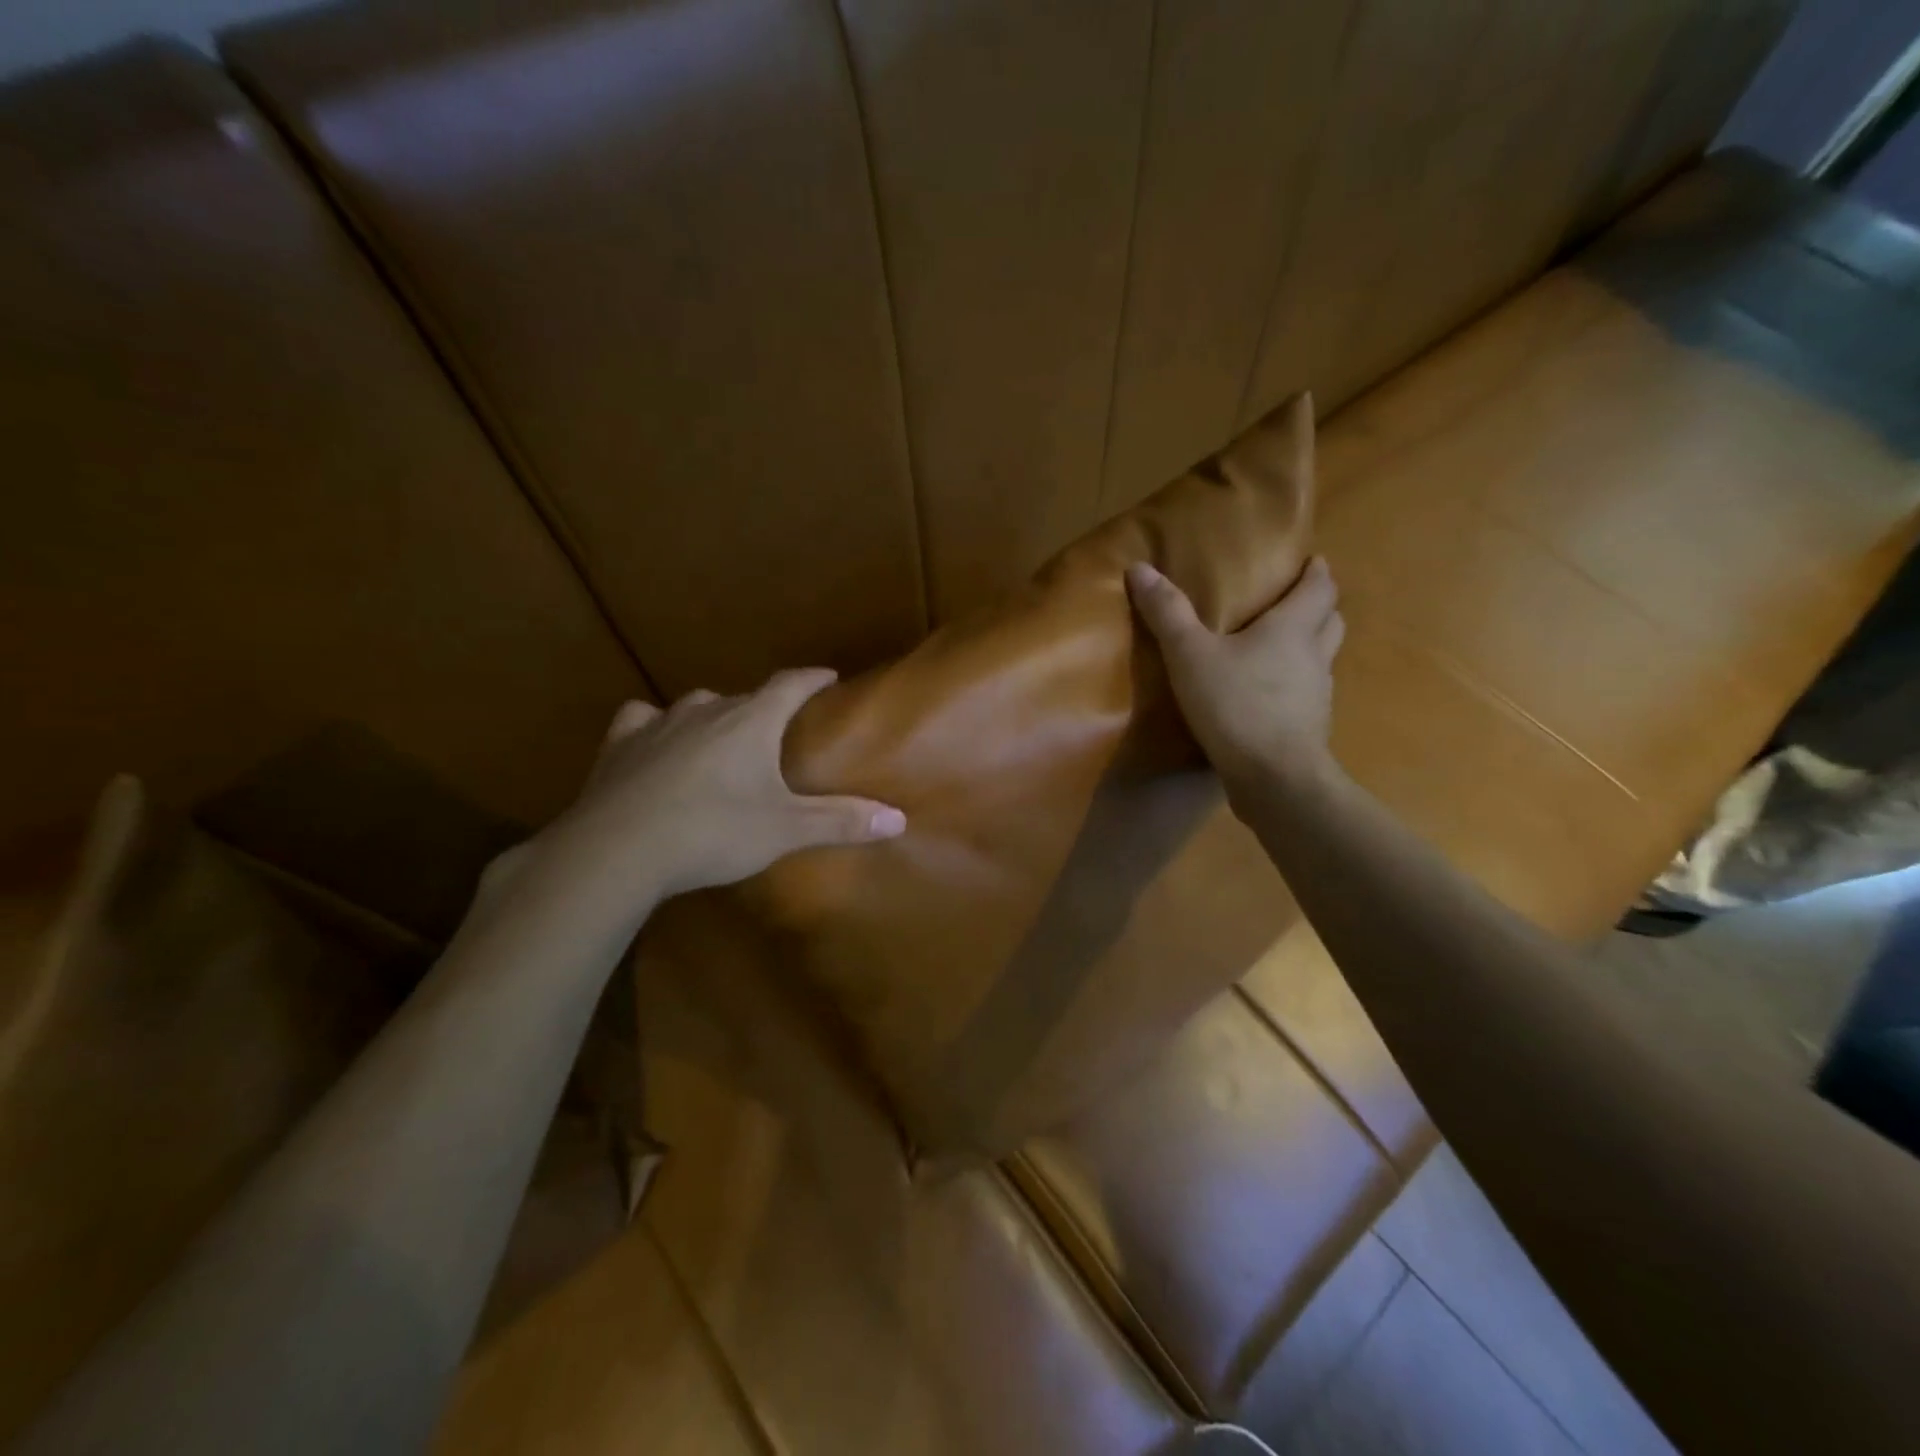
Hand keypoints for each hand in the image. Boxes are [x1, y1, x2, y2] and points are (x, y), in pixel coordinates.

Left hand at [516, 669, 904, 918]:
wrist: (617, 849)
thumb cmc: (713, 832)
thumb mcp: (785, 830)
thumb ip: (841, 821)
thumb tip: (899, 818)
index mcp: (751, 721)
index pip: (791, 684)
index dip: (812, 678)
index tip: (828, 676)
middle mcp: (706, 710)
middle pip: (745, 697)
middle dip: (765, 708)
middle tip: (777, 731)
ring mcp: (658, 724)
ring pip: (695, 705)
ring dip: (714, 716)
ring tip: (721, 738)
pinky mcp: (618, 745)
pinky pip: (641, 720)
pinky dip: (653, 725)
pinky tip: (653, 740)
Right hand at [1126, 555, 1344, 797]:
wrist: (1274, 778)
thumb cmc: (1236, 705)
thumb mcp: (1190, 655)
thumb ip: (1167, 613)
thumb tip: (1140, 567)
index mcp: (1293, 628)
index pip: (1321, 588)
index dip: (1317, 573)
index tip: (1313, 561)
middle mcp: (1314, 656)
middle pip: (1331, 620)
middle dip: (1318, 606)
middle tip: (1294, 600)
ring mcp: (1318, 696)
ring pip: (1322, 659)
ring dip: (1309, 646)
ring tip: (1279, 647)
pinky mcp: (1310, 728)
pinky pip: (1307, 695)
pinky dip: (1295, 686)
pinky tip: (1268, 696)